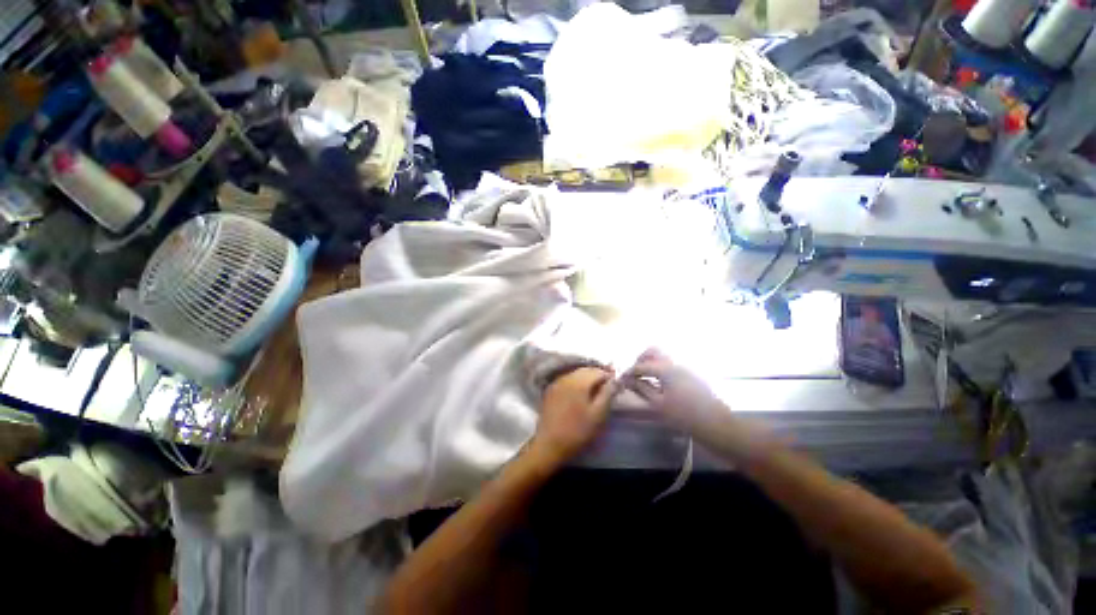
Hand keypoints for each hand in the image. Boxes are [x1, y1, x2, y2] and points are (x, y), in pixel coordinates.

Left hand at [530, 367, 616, 467]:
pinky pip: (567, 379)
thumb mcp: (598, 414)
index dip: (609, 376)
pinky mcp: (551, 390)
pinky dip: (577, 382)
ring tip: (595, 390)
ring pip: (576, 374)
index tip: (617, 385)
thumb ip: (608, 393)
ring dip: (587, 378)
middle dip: (598, 375)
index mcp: (580, 381)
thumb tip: (615, 380)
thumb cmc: (578, 431)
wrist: (549, 444)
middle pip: (586, 370)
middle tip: (607, 387)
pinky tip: (580, 393)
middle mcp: (567, 377)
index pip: (598, 371)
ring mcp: (557, 382)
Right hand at [621, 349, 725, 429]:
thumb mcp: (659, 404)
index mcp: (666, 368)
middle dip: (641, 360)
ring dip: (651, 362)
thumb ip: (642, 389)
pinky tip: (659, 383)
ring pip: (663, 356)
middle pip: (653, 351)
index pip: (641, 365)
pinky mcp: (691, 373)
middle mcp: (675, 362)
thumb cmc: (684, 416)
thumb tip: (628, 380)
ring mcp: (685, 366)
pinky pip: (671, 364)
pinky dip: (661, 368)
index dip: (629, 372)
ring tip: (645, 378)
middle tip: (634, 374)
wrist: (716, 424)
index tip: (622, 379)